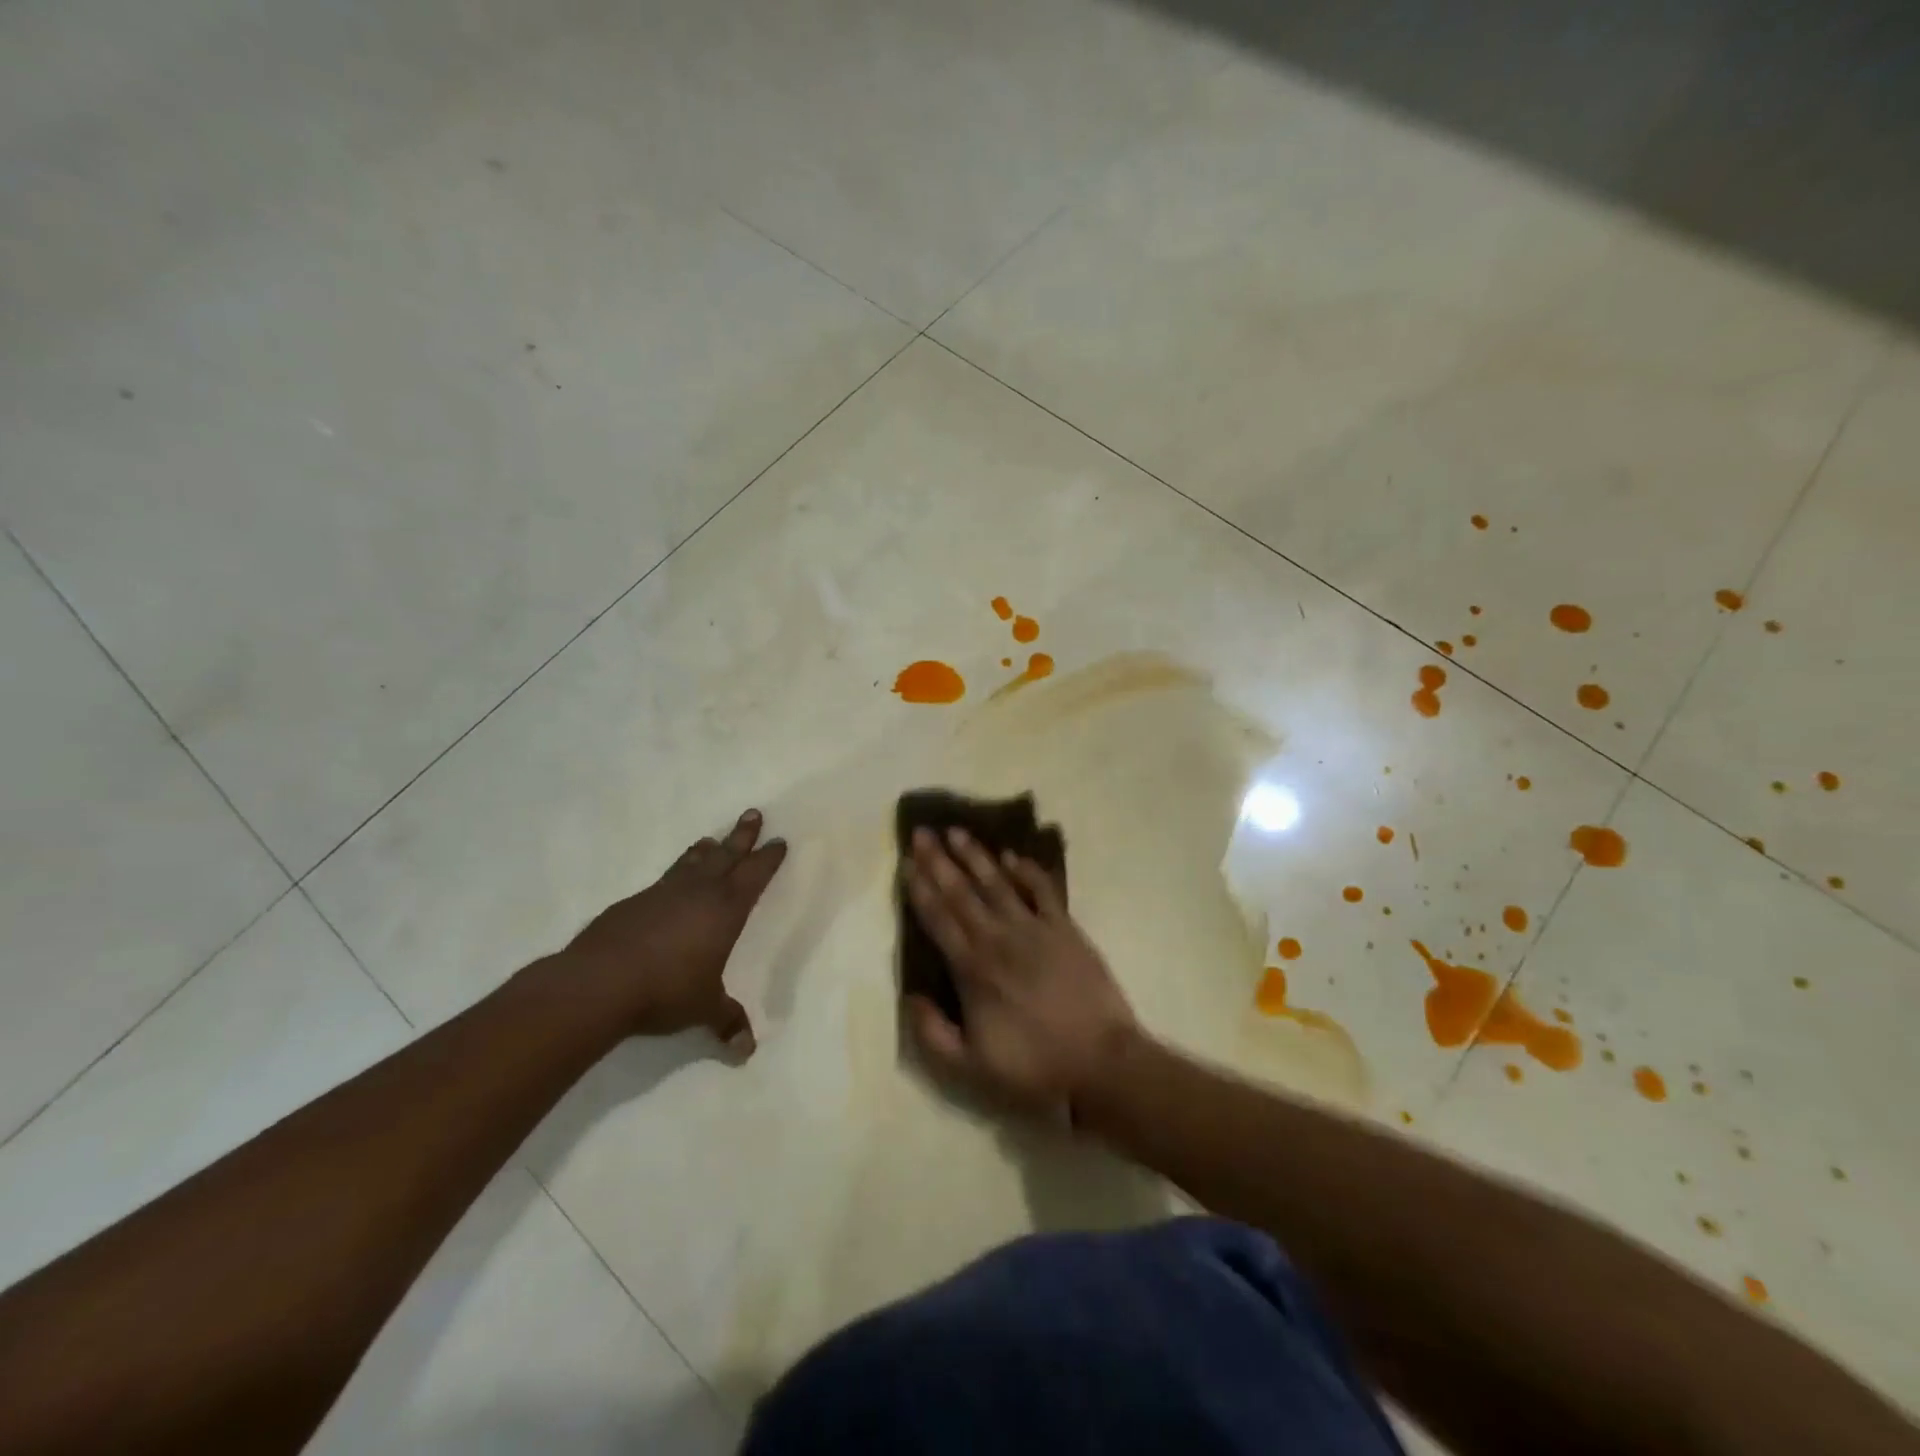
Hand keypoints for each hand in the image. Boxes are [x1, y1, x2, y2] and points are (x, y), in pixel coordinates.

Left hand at [559, 808, 786, 1052]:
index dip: (768, 859)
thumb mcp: (703, 1008)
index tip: (779, 841)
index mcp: (725, 910)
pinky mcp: (633, 903)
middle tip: (753, 813)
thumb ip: (726, 1022)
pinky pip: (664, 879)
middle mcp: (697, 893)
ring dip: (705, 850)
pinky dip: (676, 872)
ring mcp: (662, 893)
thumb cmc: (665, 991)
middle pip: (726, 856)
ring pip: (691, 862)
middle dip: (742, 836)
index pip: (754, 876)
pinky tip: (670, 882)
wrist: (599, 983)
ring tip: (711, 839)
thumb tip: (746, 1051)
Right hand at [901, 826, 1136, 1117]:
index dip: (920, 889)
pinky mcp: (1065, 929)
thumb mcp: (970, 1067)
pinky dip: (1026, 871)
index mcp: (973, 969)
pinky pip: (1042, 891)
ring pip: (997, 884)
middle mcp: (998, 939)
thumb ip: (932, 1033)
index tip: (907, 861)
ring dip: (976, 856)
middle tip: (923, 832)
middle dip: (939, 861)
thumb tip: (909, 996)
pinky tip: (1011, 855)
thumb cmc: (1033, 1066)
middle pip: (962, 893)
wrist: (1100, 1062)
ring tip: (957, 831)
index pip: (939, 919)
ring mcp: (1034, 929)